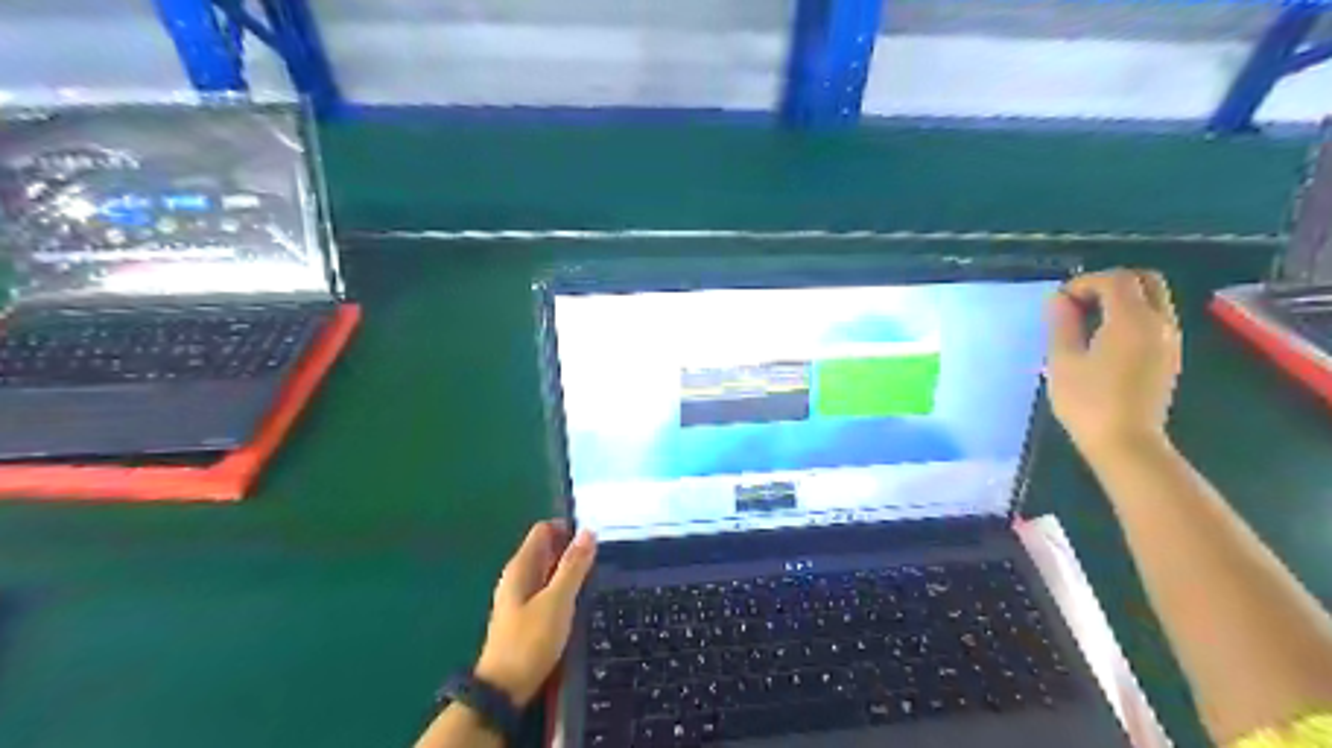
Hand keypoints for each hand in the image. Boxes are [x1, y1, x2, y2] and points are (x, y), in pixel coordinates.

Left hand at [471, 521, 588, 707]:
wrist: (503, 691)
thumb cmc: (530, 641)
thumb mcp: (557, 601)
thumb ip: (573, 566)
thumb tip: (588, 532)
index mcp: (521, 567)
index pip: (543, 530)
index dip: (568, 530)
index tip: (593, 542)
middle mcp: (518, 576)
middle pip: (546, 549)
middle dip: (572, 550)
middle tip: (601, 560)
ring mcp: (520, 597)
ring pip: (548, 571)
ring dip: (569, 570)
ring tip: (597, 579)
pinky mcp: (526, 616)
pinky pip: (547, 590)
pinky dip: (563, 588)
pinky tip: (580, 601)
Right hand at [1047, 268, 1179, 460]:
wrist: (1126, 443)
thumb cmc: (1088, 402)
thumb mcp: (1063, 361)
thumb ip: (1061, 324)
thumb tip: (1058, 299)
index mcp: (1133, 320)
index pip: (1115, 279)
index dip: (1084, 282)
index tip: (1059, 302)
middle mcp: (1160, 323)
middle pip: (1145, 280)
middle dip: (1110, 283)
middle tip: (1080, 303)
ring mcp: (1169, 340)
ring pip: (1153, 299)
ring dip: (1122, 299)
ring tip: (1087, 322)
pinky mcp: (1169, 356)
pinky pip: (1155, 319)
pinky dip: (1131, 315)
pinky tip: (1104, 339)